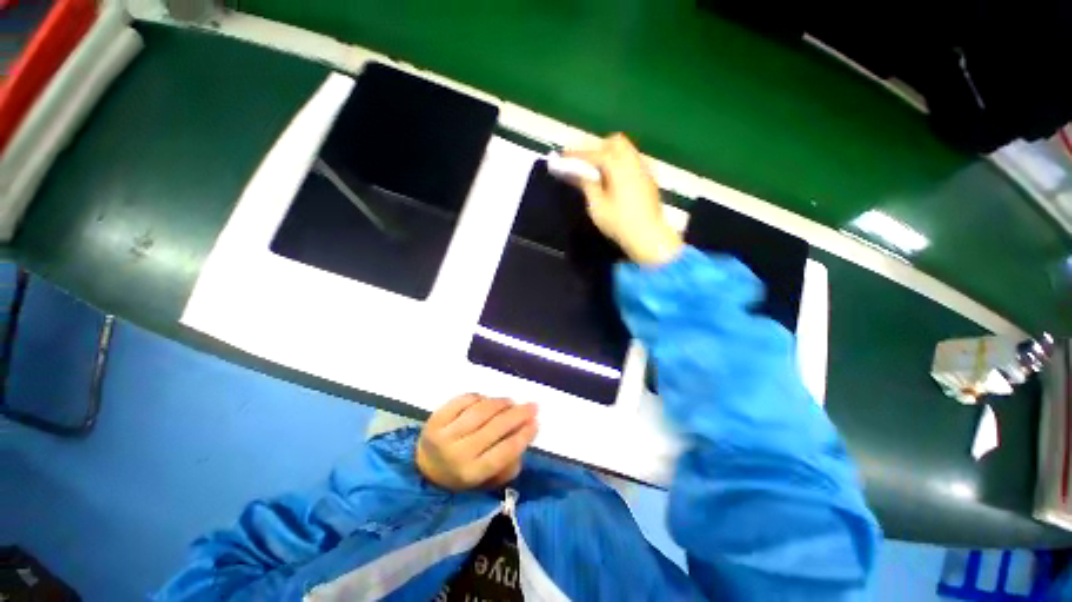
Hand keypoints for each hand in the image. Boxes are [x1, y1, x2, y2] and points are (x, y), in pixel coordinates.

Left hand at [417, 394, 538, 489]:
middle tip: (533, 406)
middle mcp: (457, 453)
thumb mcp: (486, 480)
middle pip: (495, 428)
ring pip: (481, 411)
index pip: (504, 451)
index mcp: (471, 473)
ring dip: (501, 403)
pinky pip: (465, 400)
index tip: (537, 422)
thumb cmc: (461, 474)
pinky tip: (487, 401)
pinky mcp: (436, 417)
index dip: (523, 435)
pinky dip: (480, 397)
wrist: (424, 467)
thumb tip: (525, 436)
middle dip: (518, 414)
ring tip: (511, 402)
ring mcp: (445, 433)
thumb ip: (508, 465)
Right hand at [566, 134, 682, 265]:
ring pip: (627, 150)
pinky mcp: (649, 178)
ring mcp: (644, 169)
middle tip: (584, 162)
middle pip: (615, 142)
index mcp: (618, 167)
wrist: (648, 236)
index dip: (577, 154)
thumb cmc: (619, 223)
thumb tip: (577, 172)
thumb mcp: (597, 206)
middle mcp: (633, 161)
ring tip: (598, 171)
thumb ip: (586, 184)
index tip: (563, 157)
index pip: (595, 153)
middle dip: (598, 148)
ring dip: (611, 154)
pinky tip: (614, 179)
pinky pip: (633, 161)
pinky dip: (621, 163)